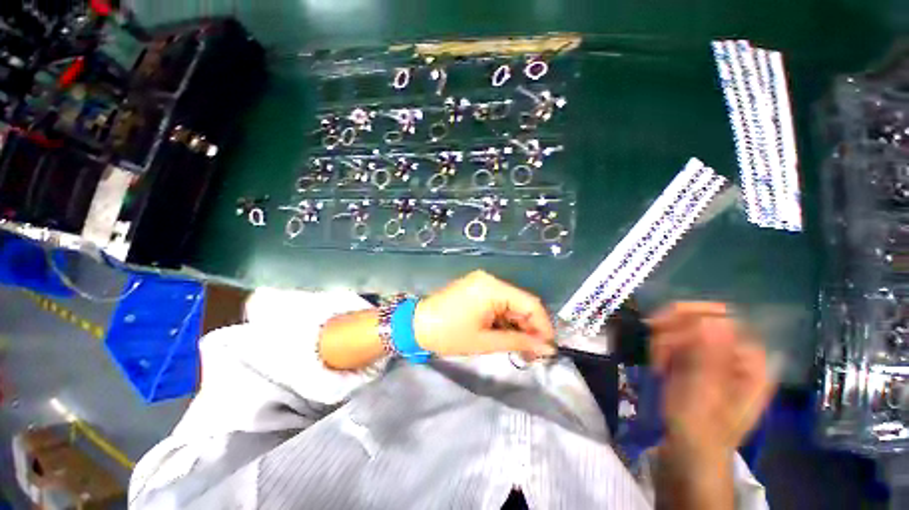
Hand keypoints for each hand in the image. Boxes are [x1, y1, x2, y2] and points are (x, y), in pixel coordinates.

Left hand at [413, 270, 555, 358]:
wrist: (416, 325)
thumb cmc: (449, 334)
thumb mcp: (485, 341)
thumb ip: (519, 342)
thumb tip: (547, 348)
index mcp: (493, 288)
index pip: (530, 303)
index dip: (543, 326)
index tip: (548, 348)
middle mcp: (490, 280)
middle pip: (521, 303)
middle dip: (530, 328)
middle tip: (533, 353)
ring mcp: (482, 282)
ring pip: (511, 303)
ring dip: (517, 325)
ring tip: (520, 348)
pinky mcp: (476, 288)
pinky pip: (499, 302)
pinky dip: (505, 319)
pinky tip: (506, 334)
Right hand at [649, 302, 775, 457]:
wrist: (687, 449)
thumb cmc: (701, 428)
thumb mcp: (706, 396)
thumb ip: (712, 358)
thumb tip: (715, 320)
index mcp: (750, 360)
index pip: (722, 316)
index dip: (691, 318)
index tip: (662, 331)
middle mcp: (733, 352)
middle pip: (700, 318)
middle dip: (672, 331)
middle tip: (657, 351)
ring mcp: (712, 356)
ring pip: (682, 327)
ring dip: (663, 341)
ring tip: (658, 364)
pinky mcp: (694, 360)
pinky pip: (674, 339)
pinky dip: (661, 348)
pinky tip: (658, 366)